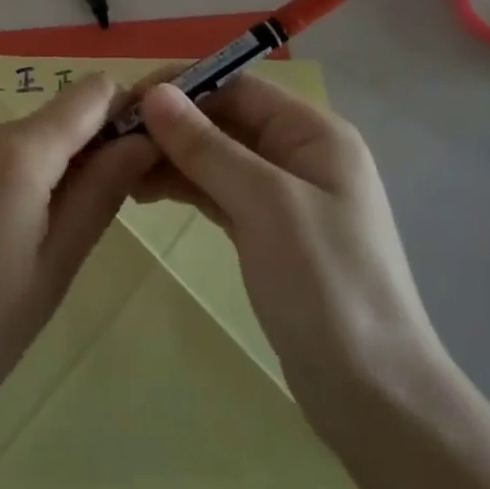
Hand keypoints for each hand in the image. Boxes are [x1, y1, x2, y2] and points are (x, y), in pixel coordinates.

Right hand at [133, 78, 441, 409]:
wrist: (376, 402)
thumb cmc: (327, 285)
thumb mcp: (264, 204)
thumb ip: (207, 145)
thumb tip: (154, 94)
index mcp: (313, 132)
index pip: (236, 86)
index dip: (181, 87)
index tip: (128, 101)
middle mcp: (298, 152)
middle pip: (223, 118)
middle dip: (170, 124)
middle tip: (113, 138)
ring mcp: (283, 194)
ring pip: (215, 155)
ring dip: (170, 155)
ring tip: (118, 167)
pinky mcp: (267, 231)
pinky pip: (217, 190)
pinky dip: (182, 186)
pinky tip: (142, 190)